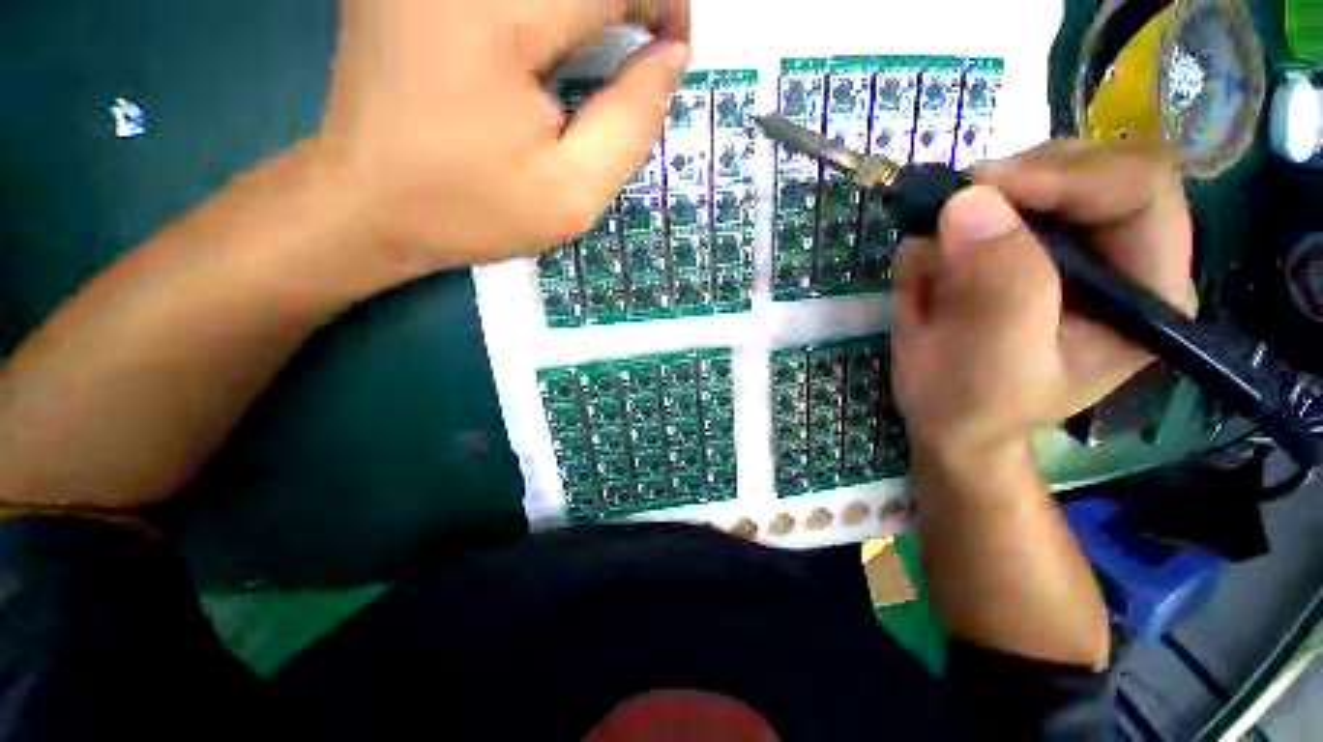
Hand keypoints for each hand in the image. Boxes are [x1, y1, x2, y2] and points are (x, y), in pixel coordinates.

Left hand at [316, 0, 691, 276]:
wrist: (366, 203)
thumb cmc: (470, 209)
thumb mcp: (572, 195)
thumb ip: (633, 125)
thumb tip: (669, 59)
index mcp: (496, 15)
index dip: (664, 2)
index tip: (672, 51)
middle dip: (628, 2)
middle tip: (640, 47)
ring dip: (587, 8)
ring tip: (597, 48)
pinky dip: (551, 10)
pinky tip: (551, 40)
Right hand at [891, 140, 1194, 463]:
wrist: (943, 419)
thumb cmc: (977, 404)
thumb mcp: (995, 359)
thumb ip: (999, 285)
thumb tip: (968, 201)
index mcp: (1146, 287)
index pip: (1140, 189)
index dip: (1070, 176)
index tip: (987, 187)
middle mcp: (1115, 252)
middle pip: (1087, 165)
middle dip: (1015, 183)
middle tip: (954, 211)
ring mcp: (1058, 244)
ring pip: (1025, 176)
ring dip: (968, 211)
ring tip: (935, 269)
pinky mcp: (1010, 246)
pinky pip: (973, 210)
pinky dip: (940, 232)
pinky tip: (929, 277)